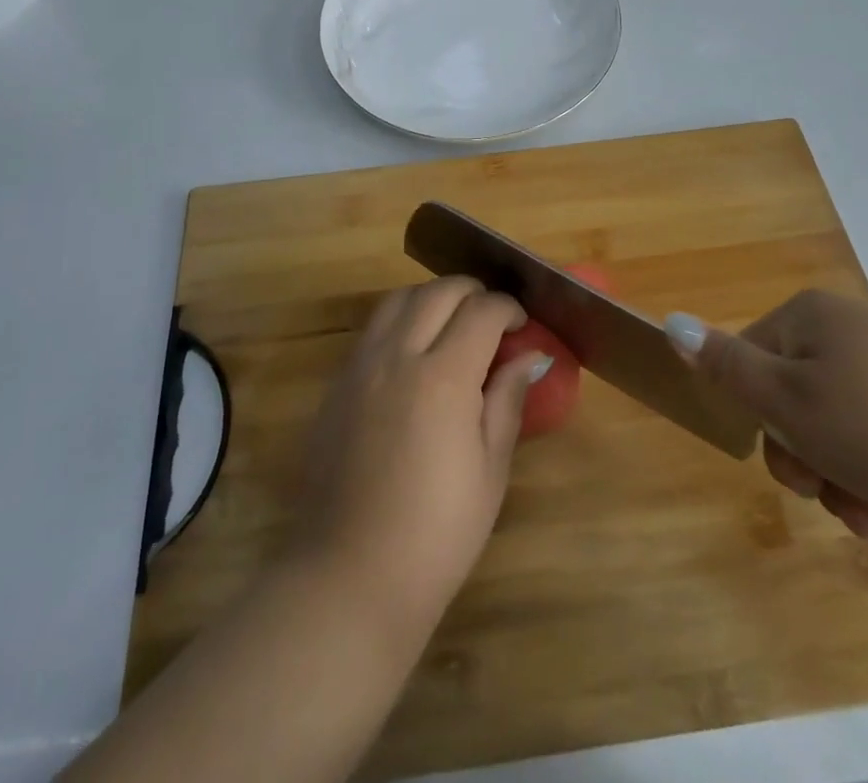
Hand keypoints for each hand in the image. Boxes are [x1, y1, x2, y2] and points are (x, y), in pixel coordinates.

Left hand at [292, 276, 549, 640]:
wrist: (351, 575)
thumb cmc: (437, 532)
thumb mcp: (490, 469)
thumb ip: (507, 400)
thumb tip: (530, 356)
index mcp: (443, 376)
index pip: (482, 312)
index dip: (508, 309)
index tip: (521, 325)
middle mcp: (398, 356)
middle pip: (438, 291)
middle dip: (472, 292)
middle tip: (491, 318)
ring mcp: (361, 366)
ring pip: (398, 298)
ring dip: (431, 298)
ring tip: (451, 325)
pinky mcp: (337, 383)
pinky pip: (372, 328)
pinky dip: (400, 319)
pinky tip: (413, 352)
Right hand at [667, 290, 867, 553]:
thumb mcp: (791, 400)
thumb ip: (726, 366)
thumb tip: (671, 323)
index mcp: (811, 317)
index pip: (749, 361)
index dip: (760, 419)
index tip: (792, 464)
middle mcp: (849, 333)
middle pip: (794, 401)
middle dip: (808, 462)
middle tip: (833, 497)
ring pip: (838, 434)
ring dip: (844, 486)